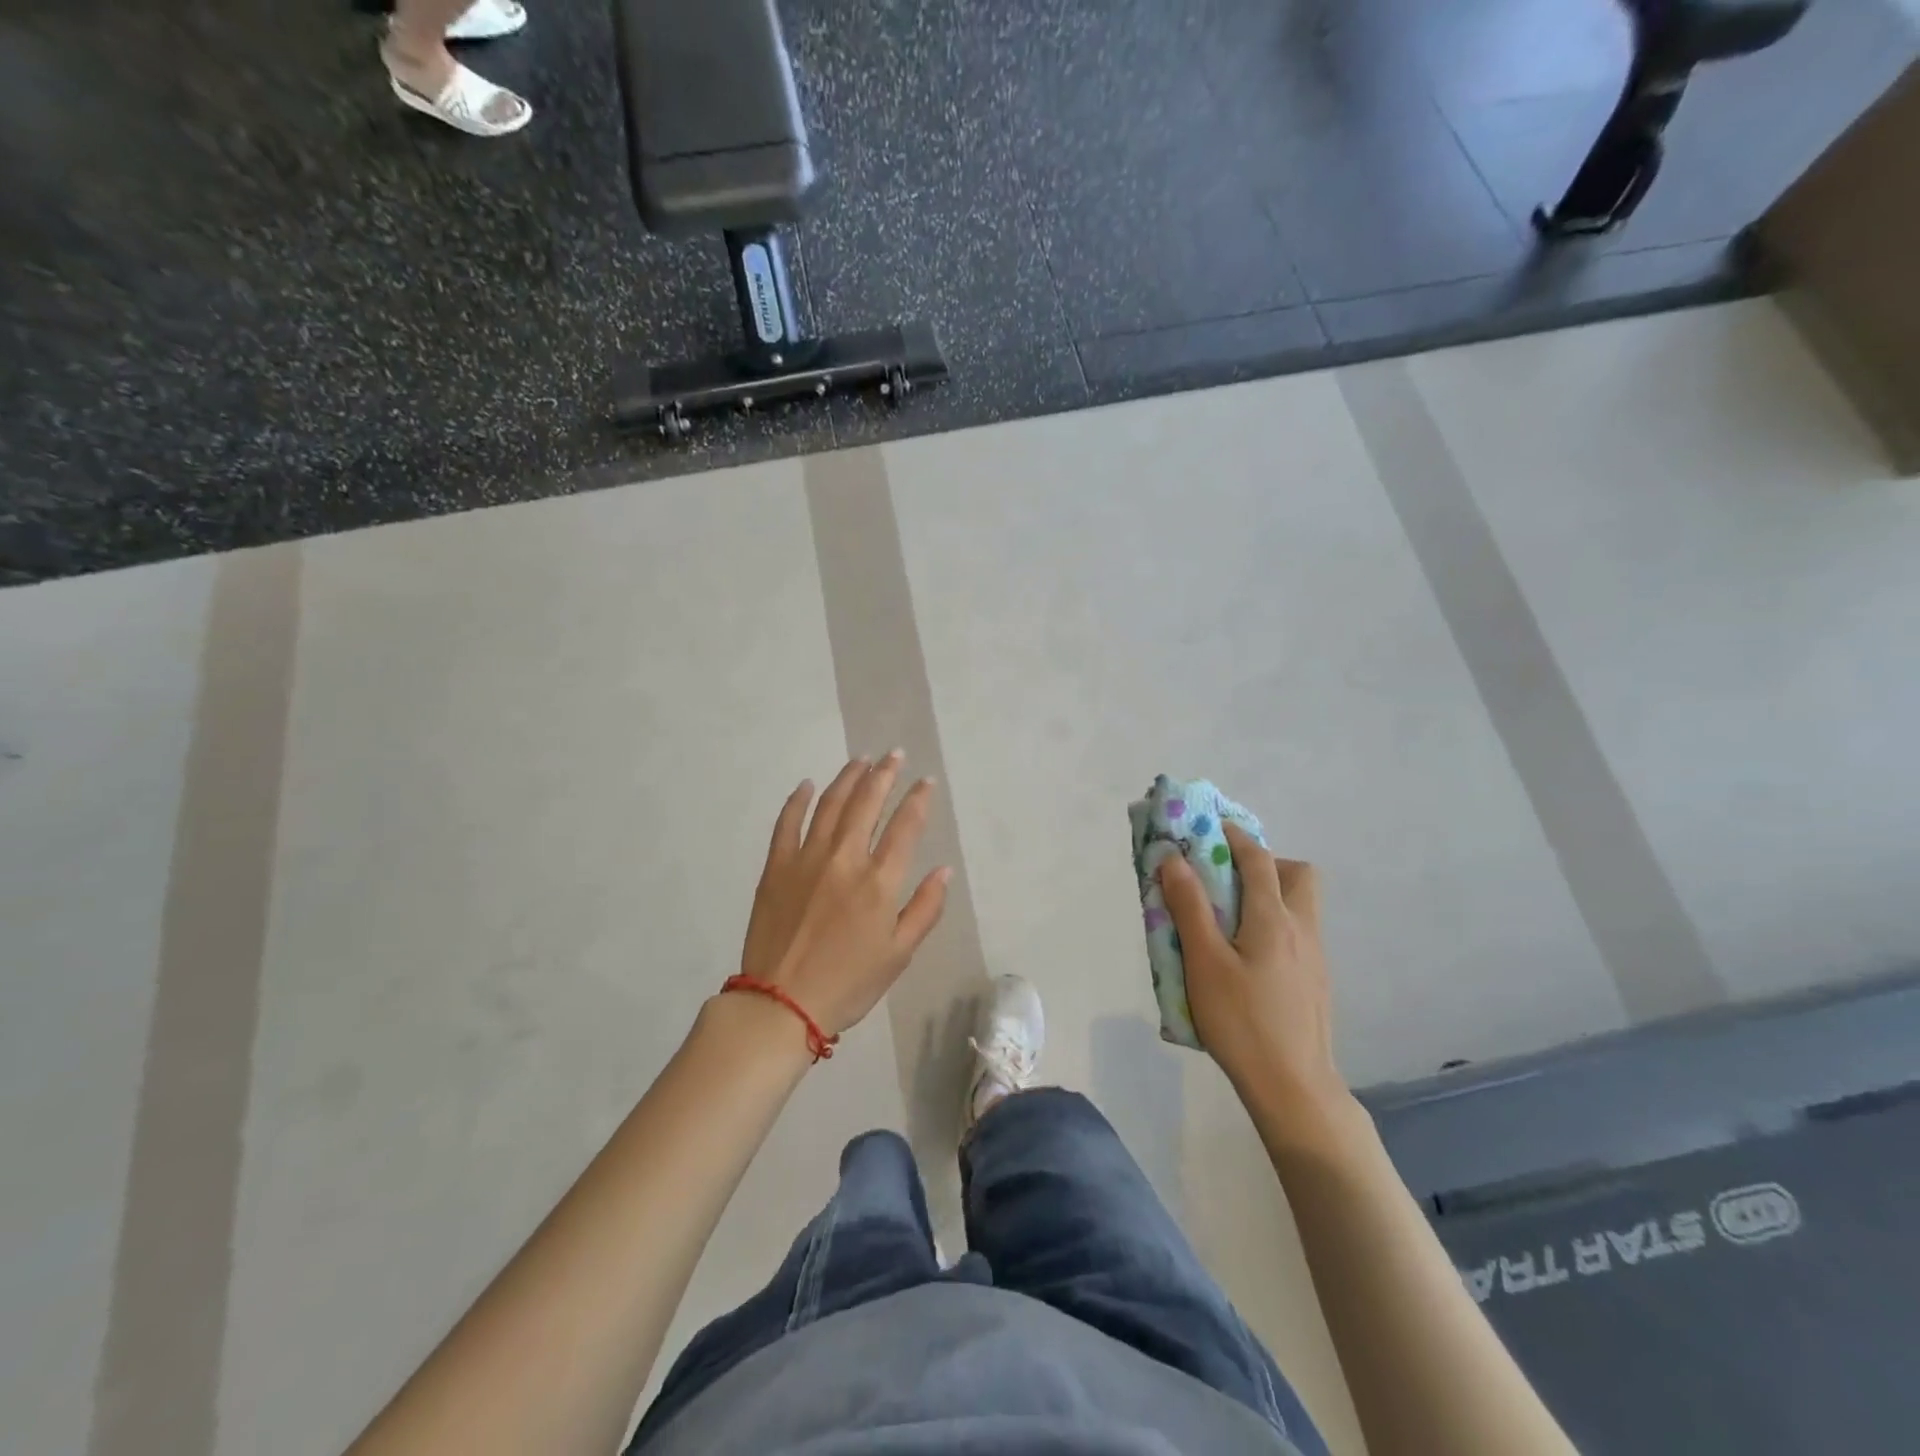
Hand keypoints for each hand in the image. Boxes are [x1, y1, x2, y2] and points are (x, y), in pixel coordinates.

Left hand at [737, 752, 950, 1037]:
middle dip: (884, 774)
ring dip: (847, 778)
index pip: (905, 826)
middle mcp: (844, 859)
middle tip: (893, 754)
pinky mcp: (776, 867)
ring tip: (860, 761)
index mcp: (879, 881)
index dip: (918, 799)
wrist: (781, 1004)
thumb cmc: (848, 983)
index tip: (926, 780)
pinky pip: (787, 823)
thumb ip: (925, 908)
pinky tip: (807, 785)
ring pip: (830, 804)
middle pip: (867, 803)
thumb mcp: (899, 954)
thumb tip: (943, 870)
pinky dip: (797, 800)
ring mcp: (806, 859)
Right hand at [1159, 823, 1345, 1111]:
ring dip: (1270, 893)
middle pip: (1297, 874)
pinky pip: (1298, 932)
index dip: (1233, 836)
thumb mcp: (1204, 962)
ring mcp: (1315, 956)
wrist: (1294, 1088)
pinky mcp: (1316, 980)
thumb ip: (1189, 907)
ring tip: (1230, 918)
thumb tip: (1174, 859)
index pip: (1258, 859)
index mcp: (1274, 918)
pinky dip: (1274, 923)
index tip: (1208, 827)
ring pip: (1301, 904)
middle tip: (1228, 879)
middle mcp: (1303, 928)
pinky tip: (1247, 957)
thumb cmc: (1242, 1022)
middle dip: (1264, 863)